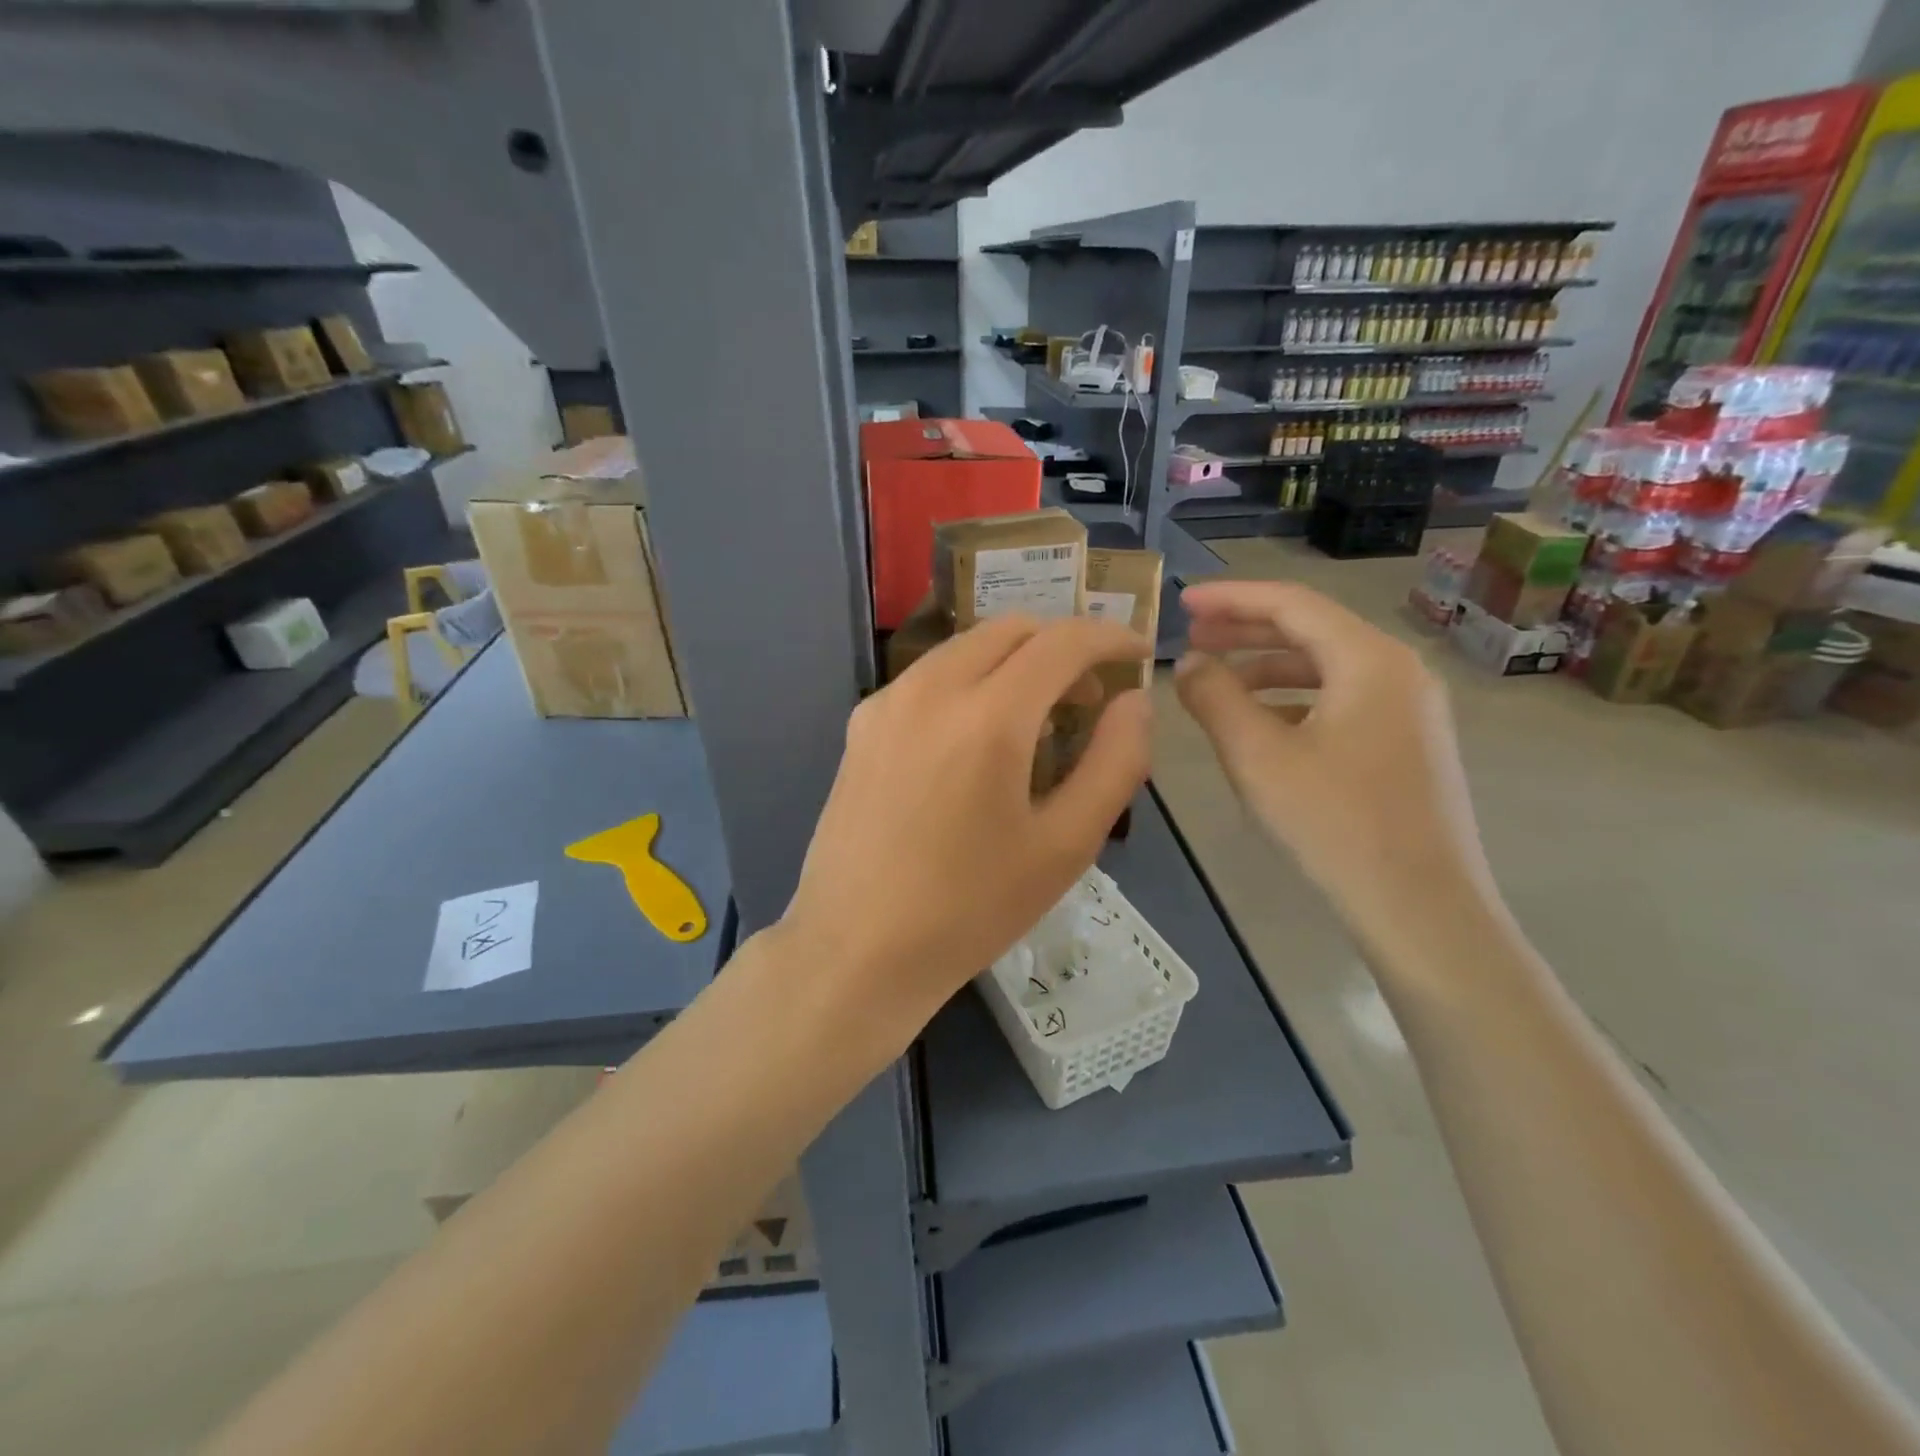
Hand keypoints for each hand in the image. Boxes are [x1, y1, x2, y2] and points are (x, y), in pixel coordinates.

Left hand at [782, 615, 1152, 1051]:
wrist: (856, 949)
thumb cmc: (970, 908)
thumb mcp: (1065, 846)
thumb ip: (1115, 763)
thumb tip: (1134, 703)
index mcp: (987, 717)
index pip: (1061, 641)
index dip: (1109, 638)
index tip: (1136, 656)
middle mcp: (931, 688)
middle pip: (1011, 629)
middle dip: (1061, 646)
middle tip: (1089, 696)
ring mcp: (887, 702)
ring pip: (966, 647)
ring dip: (1014, 661)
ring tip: (1037, 719)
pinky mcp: (861, 724)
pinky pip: (929, 677)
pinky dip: (971, 681)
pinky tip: (977, 739)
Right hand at [1173, 581, 1490, 942]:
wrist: (1422, 909)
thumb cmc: (1334, 824)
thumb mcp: (1257, 756)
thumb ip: (1214, 697)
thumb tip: (1189, 662)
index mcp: (1369, 659)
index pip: (1291, 603)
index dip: (1230, 598)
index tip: (1181, 601)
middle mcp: (1399, 671)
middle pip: (1311, 630)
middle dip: (1246, 630)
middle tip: (1192, 636)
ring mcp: (1410, 709)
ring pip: (1326, 668)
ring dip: (1267, 667)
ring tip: (1216, 681)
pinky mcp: (1407, 745)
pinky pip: (1342, 701)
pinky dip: (1294, 700)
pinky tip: (1260, 724)